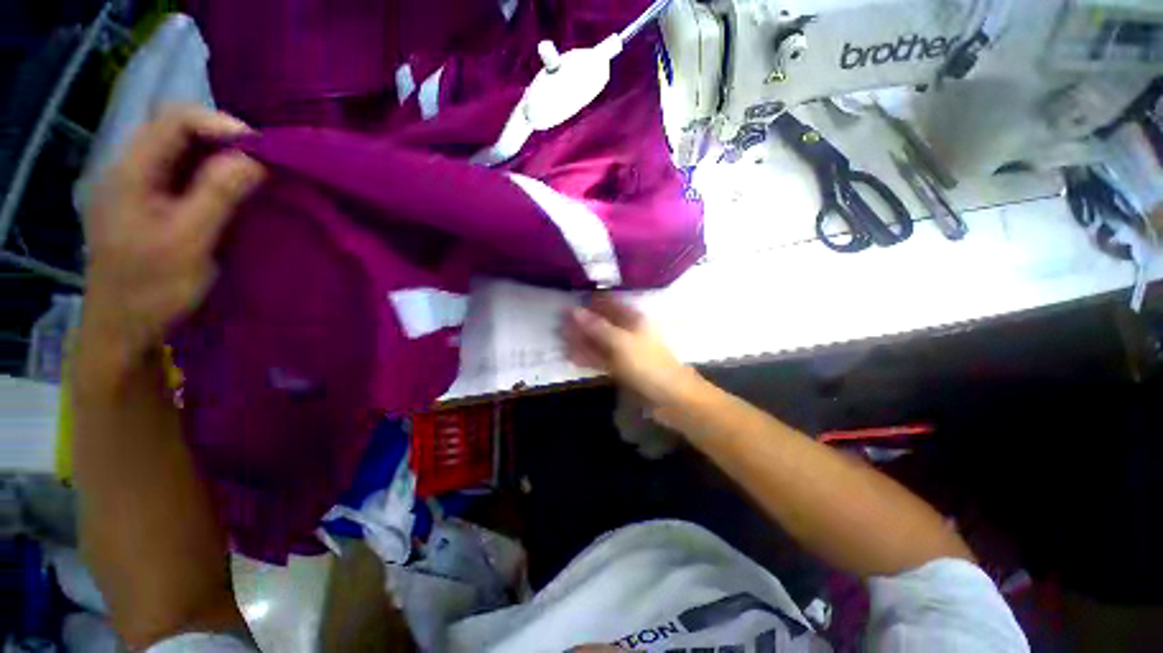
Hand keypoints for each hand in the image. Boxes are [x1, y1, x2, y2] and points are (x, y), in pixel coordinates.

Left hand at [82, 105, 265, 361]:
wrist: (123, 330)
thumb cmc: (151, 289)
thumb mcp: (189, 240)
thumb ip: (218, 193)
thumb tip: (257, 157)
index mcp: (129, 171)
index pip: (174, 119)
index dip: (220, 125)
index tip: (263, 150)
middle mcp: (129, 169)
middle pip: (176, 131)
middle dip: (224, 141)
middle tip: (264, 164)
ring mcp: (136, 187)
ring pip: (181, 152)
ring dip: (219, 159)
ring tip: (254, 177)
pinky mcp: (147, 204)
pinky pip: (181, 175)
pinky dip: (211, 176)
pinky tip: (230, 193)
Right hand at [561, 293, 700, 409]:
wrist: (669, 397)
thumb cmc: (647, 363)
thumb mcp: (620, 342)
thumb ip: (597, 327)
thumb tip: (574, 310)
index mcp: (632, 319)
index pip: (609, 303)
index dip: (589, 301)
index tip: (569, 302)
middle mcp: (627, 331)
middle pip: (601, 323)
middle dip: (581, 323)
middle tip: (558, 324)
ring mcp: (623, 350)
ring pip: (598, 341)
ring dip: (581, 340)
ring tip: (560, 340)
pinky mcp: (620, 367)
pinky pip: (600, 358)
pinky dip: (587, 356)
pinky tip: (571, 356)